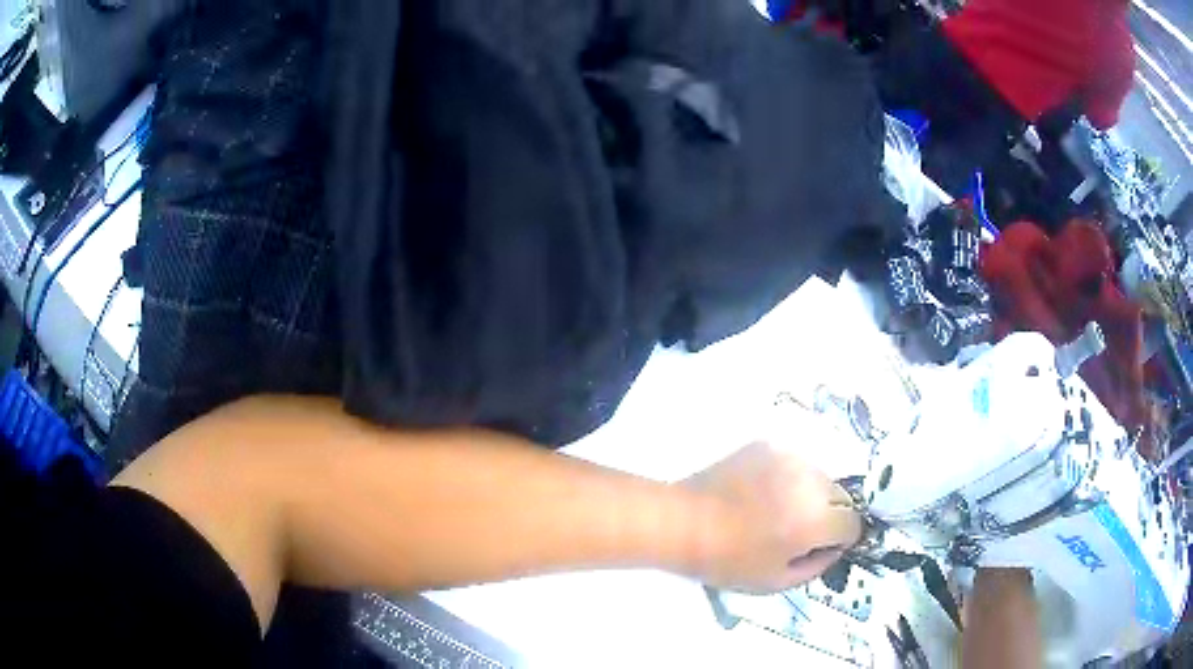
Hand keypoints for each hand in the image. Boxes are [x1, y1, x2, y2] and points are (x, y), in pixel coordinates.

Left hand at [681, 442, 862, 593]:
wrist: (683, 522)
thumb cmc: (727, 560)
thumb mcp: (776, 582)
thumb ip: (818, 566)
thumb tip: (835, 548)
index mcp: (815, 520)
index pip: (853, 524)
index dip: (839, 540)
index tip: (819, 546)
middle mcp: (810, 482)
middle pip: (842, 497)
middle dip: (828, 515)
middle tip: (795, 531)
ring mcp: (789, 458)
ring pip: (819, 478)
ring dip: (810, 494)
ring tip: (775, 510)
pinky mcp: (768, 445)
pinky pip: (794, 464)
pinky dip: (787, 479)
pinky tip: (759, 493)